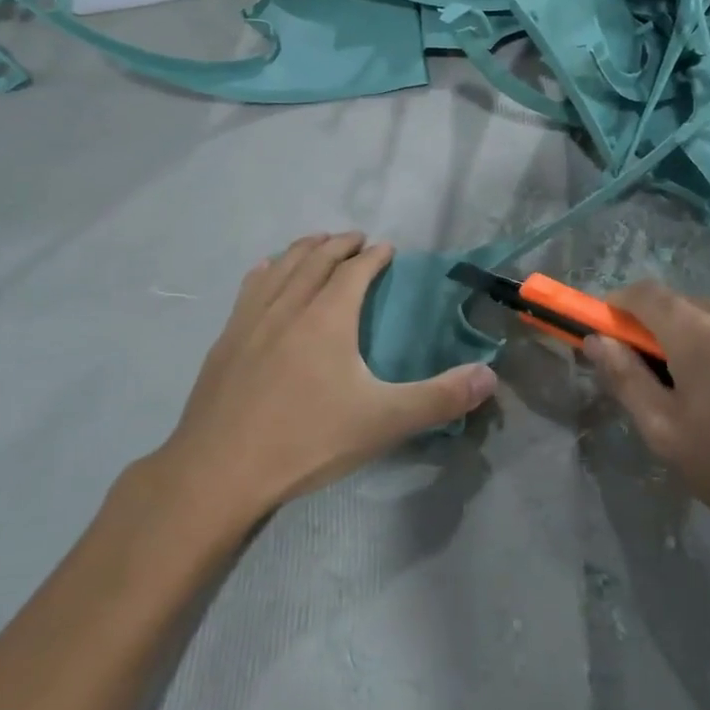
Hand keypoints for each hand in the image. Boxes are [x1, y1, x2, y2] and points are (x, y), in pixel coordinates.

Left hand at [161, 233, 496, 519]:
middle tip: (356, 238)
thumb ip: (439, 398)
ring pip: (280, 267)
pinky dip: (267, 270)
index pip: (355, 271)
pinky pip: (250, 287)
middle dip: (338, 244)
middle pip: (315, 258)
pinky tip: (266, 271)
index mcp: (328, 317)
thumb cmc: (307, 440)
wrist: (220, 470)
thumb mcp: (384, 422)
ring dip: (302, 249)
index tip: (386, 248)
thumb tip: (490, 376)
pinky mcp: (226, 340)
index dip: (373, 256)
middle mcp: (289, 305)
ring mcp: (251, 320)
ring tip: (316, 243)